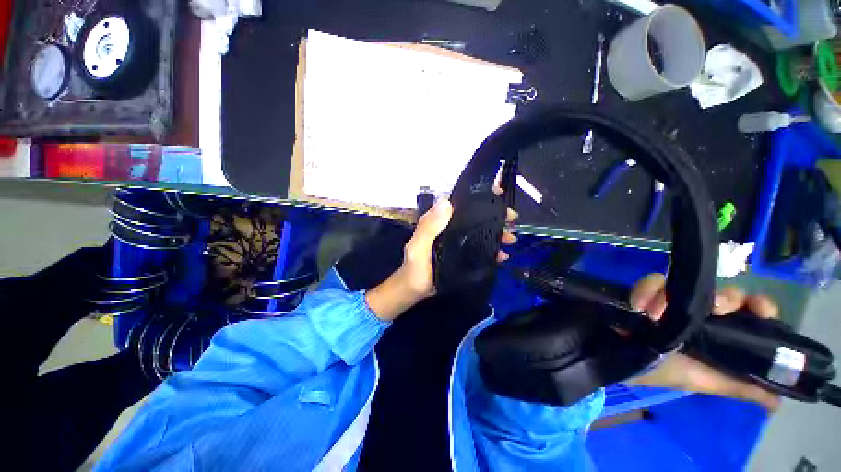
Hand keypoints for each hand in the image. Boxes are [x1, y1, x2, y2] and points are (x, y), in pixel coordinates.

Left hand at [365, 196, 518, 320]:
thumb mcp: (418, 247)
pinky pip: (480, 249)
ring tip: (511, 239)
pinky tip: (503, 256)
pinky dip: (493, 250)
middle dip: (495, 215)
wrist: (415, 291)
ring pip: (481, 232)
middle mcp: (450, 228)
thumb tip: (446, 202)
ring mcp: (458, 242)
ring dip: (497, 233)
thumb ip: (428, 228)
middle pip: (475, 217)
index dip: (478, 196)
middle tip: (512, 218)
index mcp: (439, 222)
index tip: (498, 194)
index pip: (460, 202)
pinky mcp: (463, 255)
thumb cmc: (414, 268)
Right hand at [627, 273, 781, 410]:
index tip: (756, 307)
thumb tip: (778, 402)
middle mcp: (702, 314)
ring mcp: (673, 300)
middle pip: (724, 293)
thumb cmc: (663, 372)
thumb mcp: (704, 382)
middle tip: (713, 310)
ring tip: (654, 313)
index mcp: (721, 333)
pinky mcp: (646, 292)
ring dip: (676, 295)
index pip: (750, 312)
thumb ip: (740, 387)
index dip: (759, 306)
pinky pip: (651, 280)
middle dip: (723, 298)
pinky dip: (645, 288)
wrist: (619, 359)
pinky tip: (638, 305)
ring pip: (689, 282)